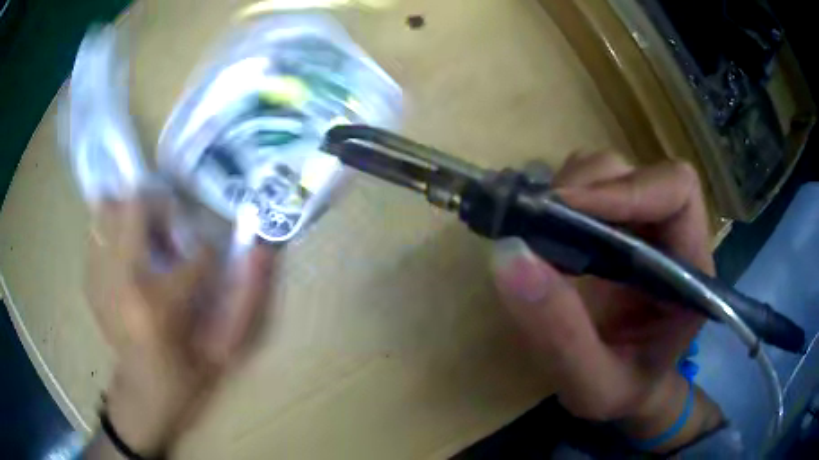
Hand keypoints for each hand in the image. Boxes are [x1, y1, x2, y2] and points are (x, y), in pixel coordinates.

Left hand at [85, 193, 277, 455]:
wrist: (143, 394)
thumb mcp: (226, 347)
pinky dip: (116, 232)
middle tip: (171, 231)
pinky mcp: (89, 279)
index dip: (209, 253)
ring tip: (146, 242)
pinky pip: (99, 232)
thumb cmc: (187, 375)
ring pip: (110, 210)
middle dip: (161, 209)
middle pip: (136, 206)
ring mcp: (99, 277)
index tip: (208, 265)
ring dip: (134, 216)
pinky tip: (128, 261)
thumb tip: (264, 249)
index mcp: (160, 303)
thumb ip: (249, 299)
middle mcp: (122, 280)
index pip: (197, 251)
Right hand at [491, 152, 722, 451]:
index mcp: (691, 268)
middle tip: (537, 223)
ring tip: (539, 230)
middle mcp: (672, 233)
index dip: (626, 190)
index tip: (565, 211)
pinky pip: (588, 184)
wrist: (627, 389)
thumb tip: (509, 254)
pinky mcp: (617, 224)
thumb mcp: (593, 387)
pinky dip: (560, 196)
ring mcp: (644, 223)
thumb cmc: (623, 390)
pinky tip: (544, 230)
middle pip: (636, 172)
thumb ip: (560, 335)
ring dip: (569, 190)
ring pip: (608, 171)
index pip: (677, 191)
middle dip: (585, 189)